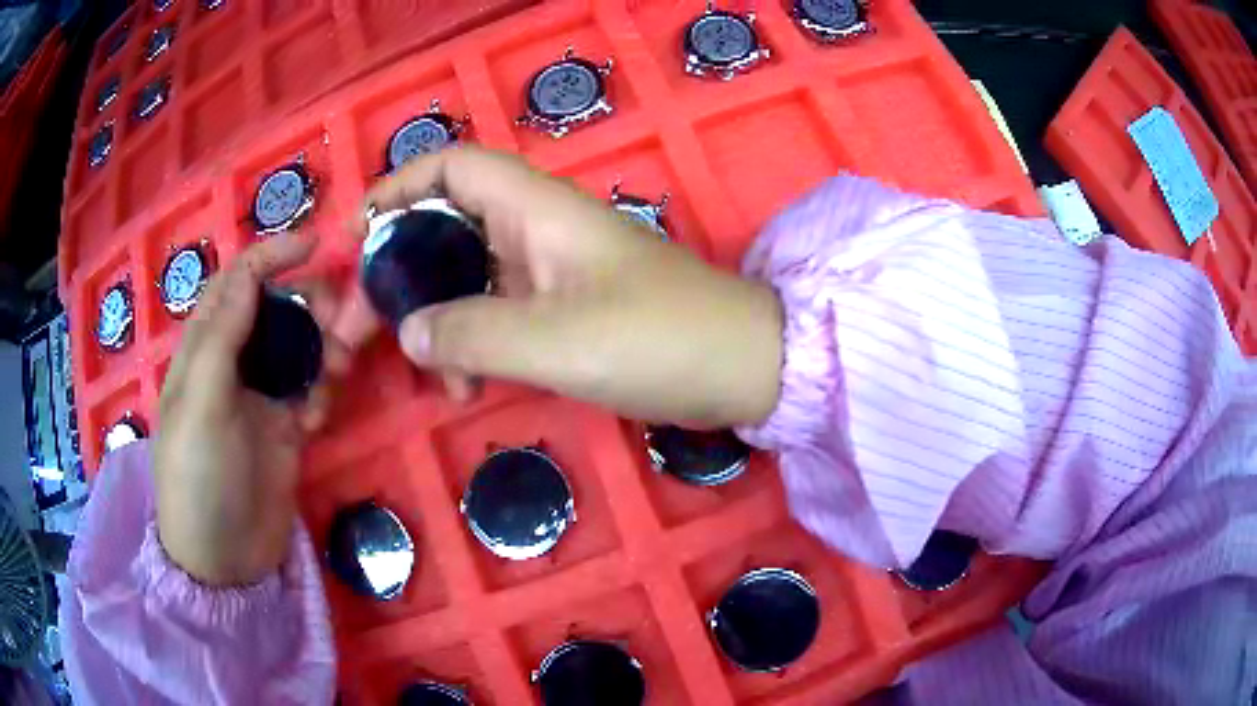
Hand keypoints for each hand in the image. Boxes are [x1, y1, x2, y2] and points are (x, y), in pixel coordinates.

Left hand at [154, 232, 346, 585]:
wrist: (224, 560)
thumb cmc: (199, 477)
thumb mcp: (201, 403)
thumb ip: (222, 336)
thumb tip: (251, 273)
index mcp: (203, 349)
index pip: (236, 283)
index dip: (270, 257)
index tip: (314, 245)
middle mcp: (232, 365)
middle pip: (275, 310)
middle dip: (307, 305)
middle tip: (338, 322)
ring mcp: (260, 398)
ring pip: (298, 348)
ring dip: (322, 348)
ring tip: (337, 371)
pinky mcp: (285, 429)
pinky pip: (311, 391)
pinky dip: (322, 391)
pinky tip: (320, 415)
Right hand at [336, 146, 782, 426]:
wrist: (743, 368)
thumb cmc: (660, 341)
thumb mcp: (555, 341)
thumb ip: (470, 334)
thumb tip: (405, 332)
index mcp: (535, 209)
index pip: (451, 168)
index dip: (396, 188)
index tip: (354, 236)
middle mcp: (537, 228)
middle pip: (444, 228)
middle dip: (395, 272)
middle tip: (356, 328)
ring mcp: (551, 270)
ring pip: (465, 277)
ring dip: (433, 319)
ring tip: (424, 373)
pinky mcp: (564, 309)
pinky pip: (496, 313)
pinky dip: (471, 343)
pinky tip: (465, 387)